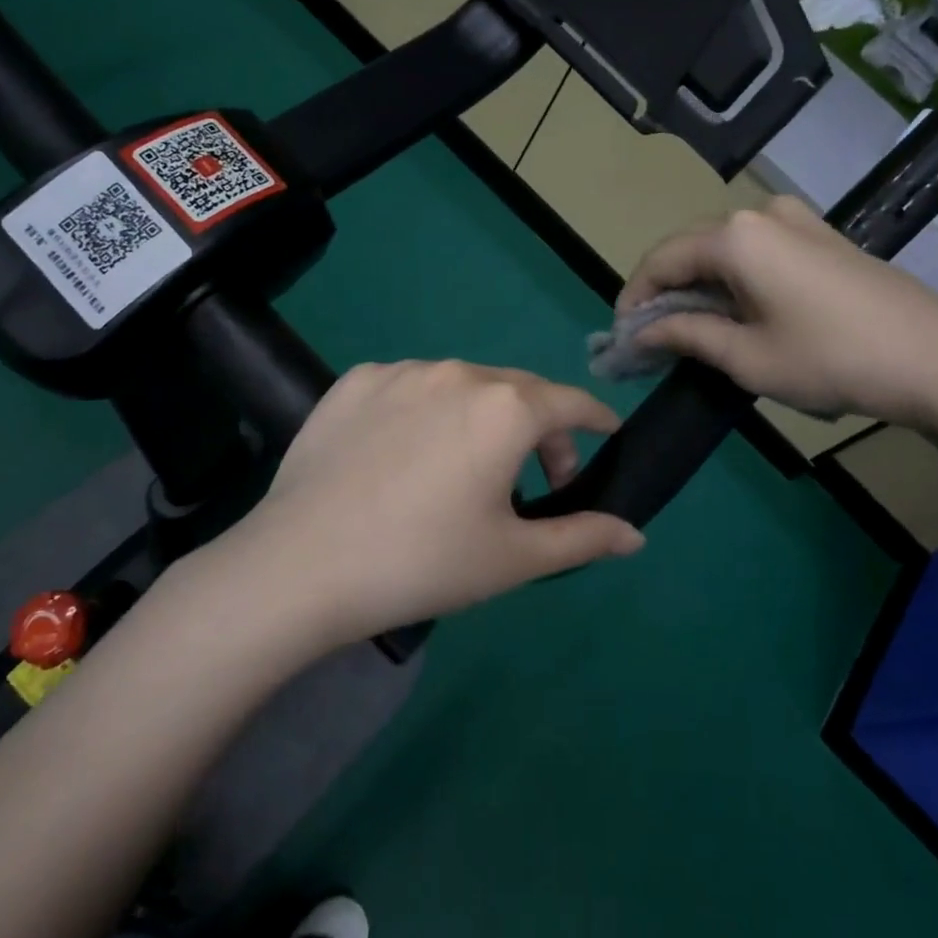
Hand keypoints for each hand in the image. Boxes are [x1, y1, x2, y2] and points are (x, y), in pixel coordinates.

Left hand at [225, 360, 644, 646]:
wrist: (301, 566)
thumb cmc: (423, 562)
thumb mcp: (514, 558)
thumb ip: (583, 537)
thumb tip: (636, 535)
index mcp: (506, 408)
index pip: (571, 403)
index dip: (596, 420)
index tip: (607, 435)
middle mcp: (458, 372)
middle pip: (519, 392)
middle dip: (540, 430)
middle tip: (537, 480)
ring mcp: (401, 371)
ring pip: (463, 387)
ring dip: (482, 419)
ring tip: (465, 470)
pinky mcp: (354, 381)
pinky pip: (411, 389)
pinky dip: (427, 413)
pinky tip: (405, 455)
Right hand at [618, 195, 937, 429]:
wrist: (935, 357)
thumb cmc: (830, 359)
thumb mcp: (746, 357)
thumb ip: (685, 336)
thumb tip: (642, 332)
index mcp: (734, 237)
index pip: (661, 260)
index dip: (635, 298)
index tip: (624, 337)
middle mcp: (760, 214)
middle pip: (691, 249)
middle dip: (665, 292)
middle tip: (653, 338)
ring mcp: (797, 219)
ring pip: (724, 249)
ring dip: (699, 286)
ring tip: (692, 330)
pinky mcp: (821, 236)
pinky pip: (758, 250)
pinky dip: (734, 279)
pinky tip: (737, 312)